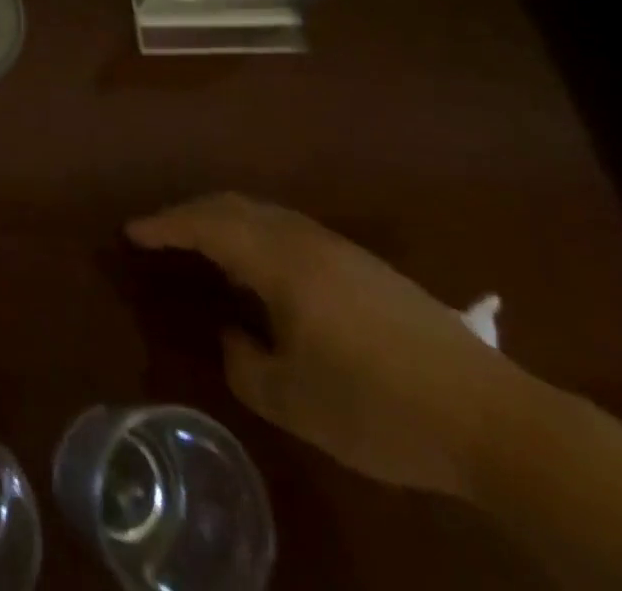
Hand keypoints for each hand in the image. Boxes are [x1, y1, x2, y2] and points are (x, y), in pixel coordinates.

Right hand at [128, 193, 526, 497]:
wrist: (490, 416)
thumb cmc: (378, 406)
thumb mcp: (294, 402)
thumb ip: (246, 364)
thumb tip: (234, 336)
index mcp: (281, 260)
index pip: (207, 224)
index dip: (165, 225)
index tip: (132, 231)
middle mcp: (305, 239)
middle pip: (234, 206)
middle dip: (190, 214)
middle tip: (160, 233)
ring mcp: (339, 249)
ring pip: (264, 216)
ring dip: (226, 223)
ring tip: (203, 249)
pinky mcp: (364, 267)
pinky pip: (289, 232)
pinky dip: (256, 237)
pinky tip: (261, 272)